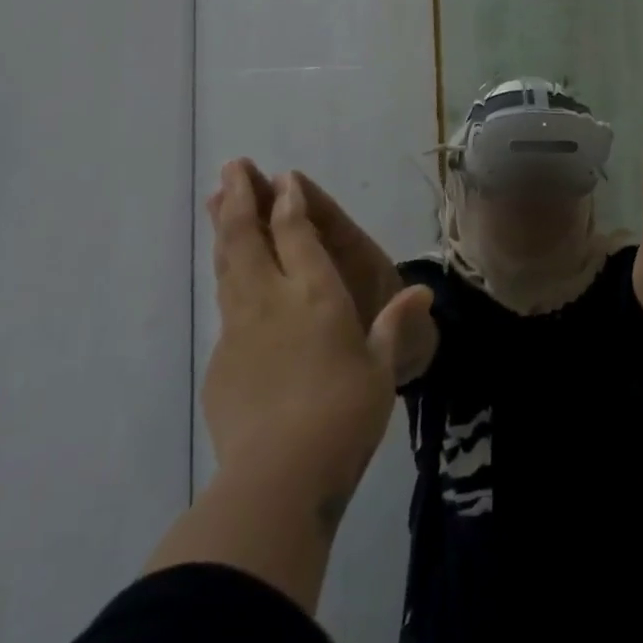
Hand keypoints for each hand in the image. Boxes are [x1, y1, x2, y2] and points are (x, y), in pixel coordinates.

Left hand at [204, 159, 433, 496]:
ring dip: (225, 229)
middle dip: (243, 199)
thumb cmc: (346, 413)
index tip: (283, 177)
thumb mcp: (382, 368)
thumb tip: (424, 292)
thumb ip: (396, 326)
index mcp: (317, 295)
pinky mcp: (221, 361)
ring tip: (218, 200)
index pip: (298, 235)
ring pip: (229, 266)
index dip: (291, 203)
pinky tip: (230, 279)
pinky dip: (228, 279)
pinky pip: (226, 307)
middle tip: (234, 166)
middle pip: (251, 238)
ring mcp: (240, 330)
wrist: (279, 475)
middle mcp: (273, 301)